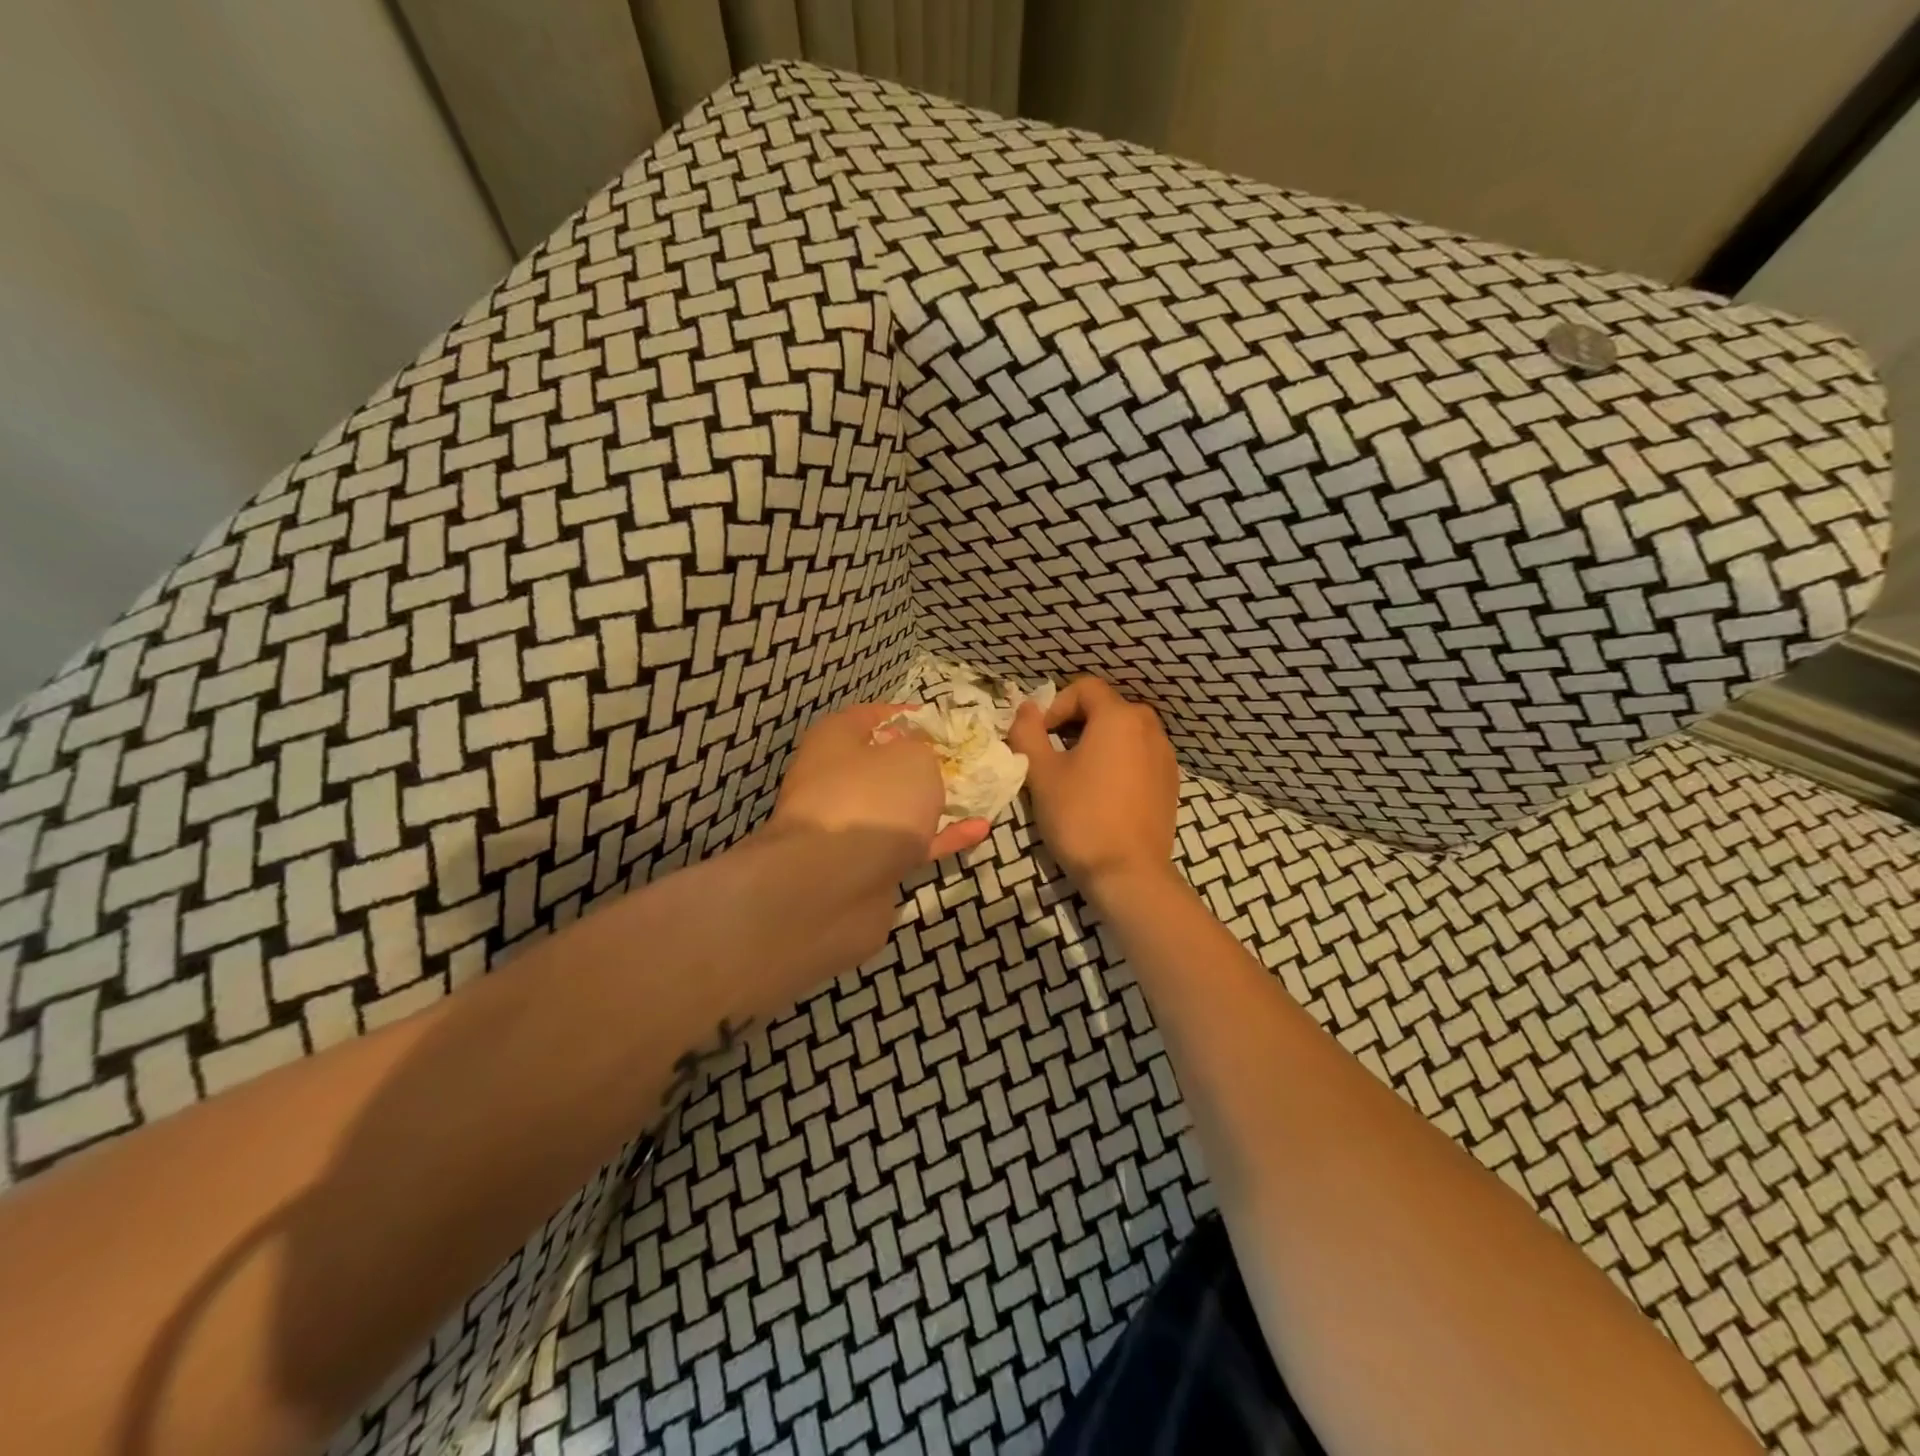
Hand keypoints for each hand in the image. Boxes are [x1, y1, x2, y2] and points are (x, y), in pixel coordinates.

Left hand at [769, 703, 991, 868]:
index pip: (867, 716)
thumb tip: (917, 755)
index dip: (903, 715)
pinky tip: (977, 832)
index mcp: (833, 741)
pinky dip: (938, 838)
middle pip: (881, 765)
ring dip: (931, 803)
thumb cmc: (873, 800)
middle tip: (960, 762)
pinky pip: (905, 844)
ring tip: (975, 796)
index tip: (938, 722)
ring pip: (895, 808)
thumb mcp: (912, 758)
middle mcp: (832, 780)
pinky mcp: (861, 866)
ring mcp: (845, 827)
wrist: (832, 886)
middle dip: (920, 764)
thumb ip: (923, 750)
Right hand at [1007, 678, 1179, 900]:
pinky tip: (1102, 794)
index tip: (1038, 736)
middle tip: (1052, 754)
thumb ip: (1027, 733)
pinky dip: (1118, 762)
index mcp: (1119, 717)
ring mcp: (1165, 756)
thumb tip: (1025, 708)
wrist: (1128, 874)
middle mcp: (1149, 727)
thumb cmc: (1080, 817)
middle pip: (1106, 708)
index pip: (1084, 688)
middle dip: (1075, 723)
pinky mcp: (1171, 783)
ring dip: (1097, 743)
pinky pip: (1139, 757)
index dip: (1055, 705)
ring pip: (1124, 734)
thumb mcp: (1041, 773)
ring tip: (1076, 775)